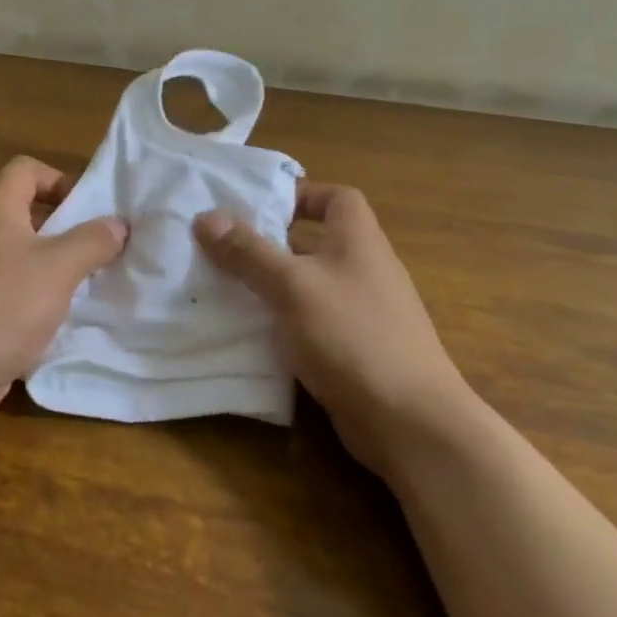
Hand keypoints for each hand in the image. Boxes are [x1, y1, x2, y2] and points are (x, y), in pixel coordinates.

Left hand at [0, 156, 127, 431]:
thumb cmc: (1, 304)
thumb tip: (118, 224)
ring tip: (93, 285)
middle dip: (68, 228)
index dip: (60, 179)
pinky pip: (18, 293)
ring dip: (59, 268)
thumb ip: (92, 241)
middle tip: (103, 248)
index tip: (90, 209)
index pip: (26, 170)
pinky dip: (42, 301)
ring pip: (26, 258)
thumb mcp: (58, 267)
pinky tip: (67, 320)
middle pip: (29, 214)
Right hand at [194, 184, 474, 475]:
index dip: (301, 195)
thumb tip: (206, 216)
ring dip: (276, 286)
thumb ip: (249, 251)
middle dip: (273, 244)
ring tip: (228, 290)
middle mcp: (366, 269)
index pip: (337, 198)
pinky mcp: (359, 351)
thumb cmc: (352, 335)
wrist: (410, 422)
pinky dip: (287, 323)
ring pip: (312, 286)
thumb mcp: (292, 286)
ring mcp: (366, 313)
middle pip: (318, 242)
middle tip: (227, 250)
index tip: (260, 208)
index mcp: (359, 240)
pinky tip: (255, 336)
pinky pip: (315, 323)